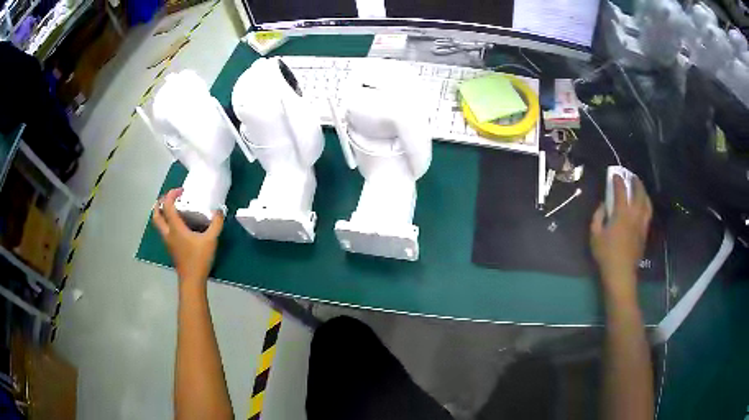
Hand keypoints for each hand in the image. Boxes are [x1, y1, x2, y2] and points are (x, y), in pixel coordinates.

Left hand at [152, 188, 224, 285]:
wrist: (192, 280)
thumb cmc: (199, 259)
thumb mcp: (211, 240)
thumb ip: (216, 224)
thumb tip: (219, 211)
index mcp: (175, 228)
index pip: (167, 206)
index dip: (171, 194)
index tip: (181, 191)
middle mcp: (168, 233)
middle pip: (156, 215)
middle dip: (159, 203)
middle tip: (168, 198)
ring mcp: (167, 242)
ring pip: (158, 224)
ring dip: (161, 213)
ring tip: (171, 208)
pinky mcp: (170, 248)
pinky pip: (164, 231)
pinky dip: (166, 223)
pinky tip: (178, 225)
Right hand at [590, 175, 652, 293]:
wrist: (621, 273)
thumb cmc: (606, 254)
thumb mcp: (595, 235)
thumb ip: (598, 216)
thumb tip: (603, 205)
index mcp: (621, 213)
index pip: (621, 191)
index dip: (617, 180)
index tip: (614, 175)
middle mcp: (634, 215)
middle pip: (638, 193)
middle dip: (635, 182)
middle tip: (631, 176)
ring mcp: (641, 223)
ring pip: (646, 203)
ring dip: (643, 192)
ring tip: (640, 188)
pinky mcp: (644, 232)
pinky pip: (648, 213)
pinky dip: (646, 204)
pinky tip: (643, 205)